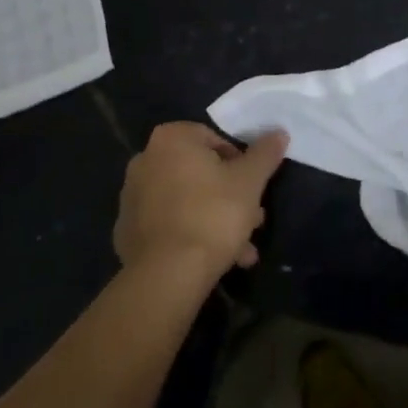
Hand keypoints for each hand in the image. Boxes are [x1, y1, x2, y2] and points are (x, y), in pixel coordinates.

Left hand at [115, 122, 288, 283]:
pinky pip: (169, 224)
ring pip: (187, 201)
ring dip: (215, 219)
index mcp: (171, 139)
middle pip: (200, 172)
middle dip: (229, 196)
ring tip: (242, 250)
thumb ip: (265, 153)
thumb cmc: (212, 214)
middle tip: (253, 219)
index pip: (214, 139)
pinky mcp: (128, 231)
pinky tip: (216, 259)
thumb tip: (279, 132)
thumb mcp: (250, 181)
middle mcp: (145, 160)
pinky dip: (191, 234)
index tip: (252, 187)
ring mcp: (132, 197)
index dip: (239, 162)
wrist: (166, 274)